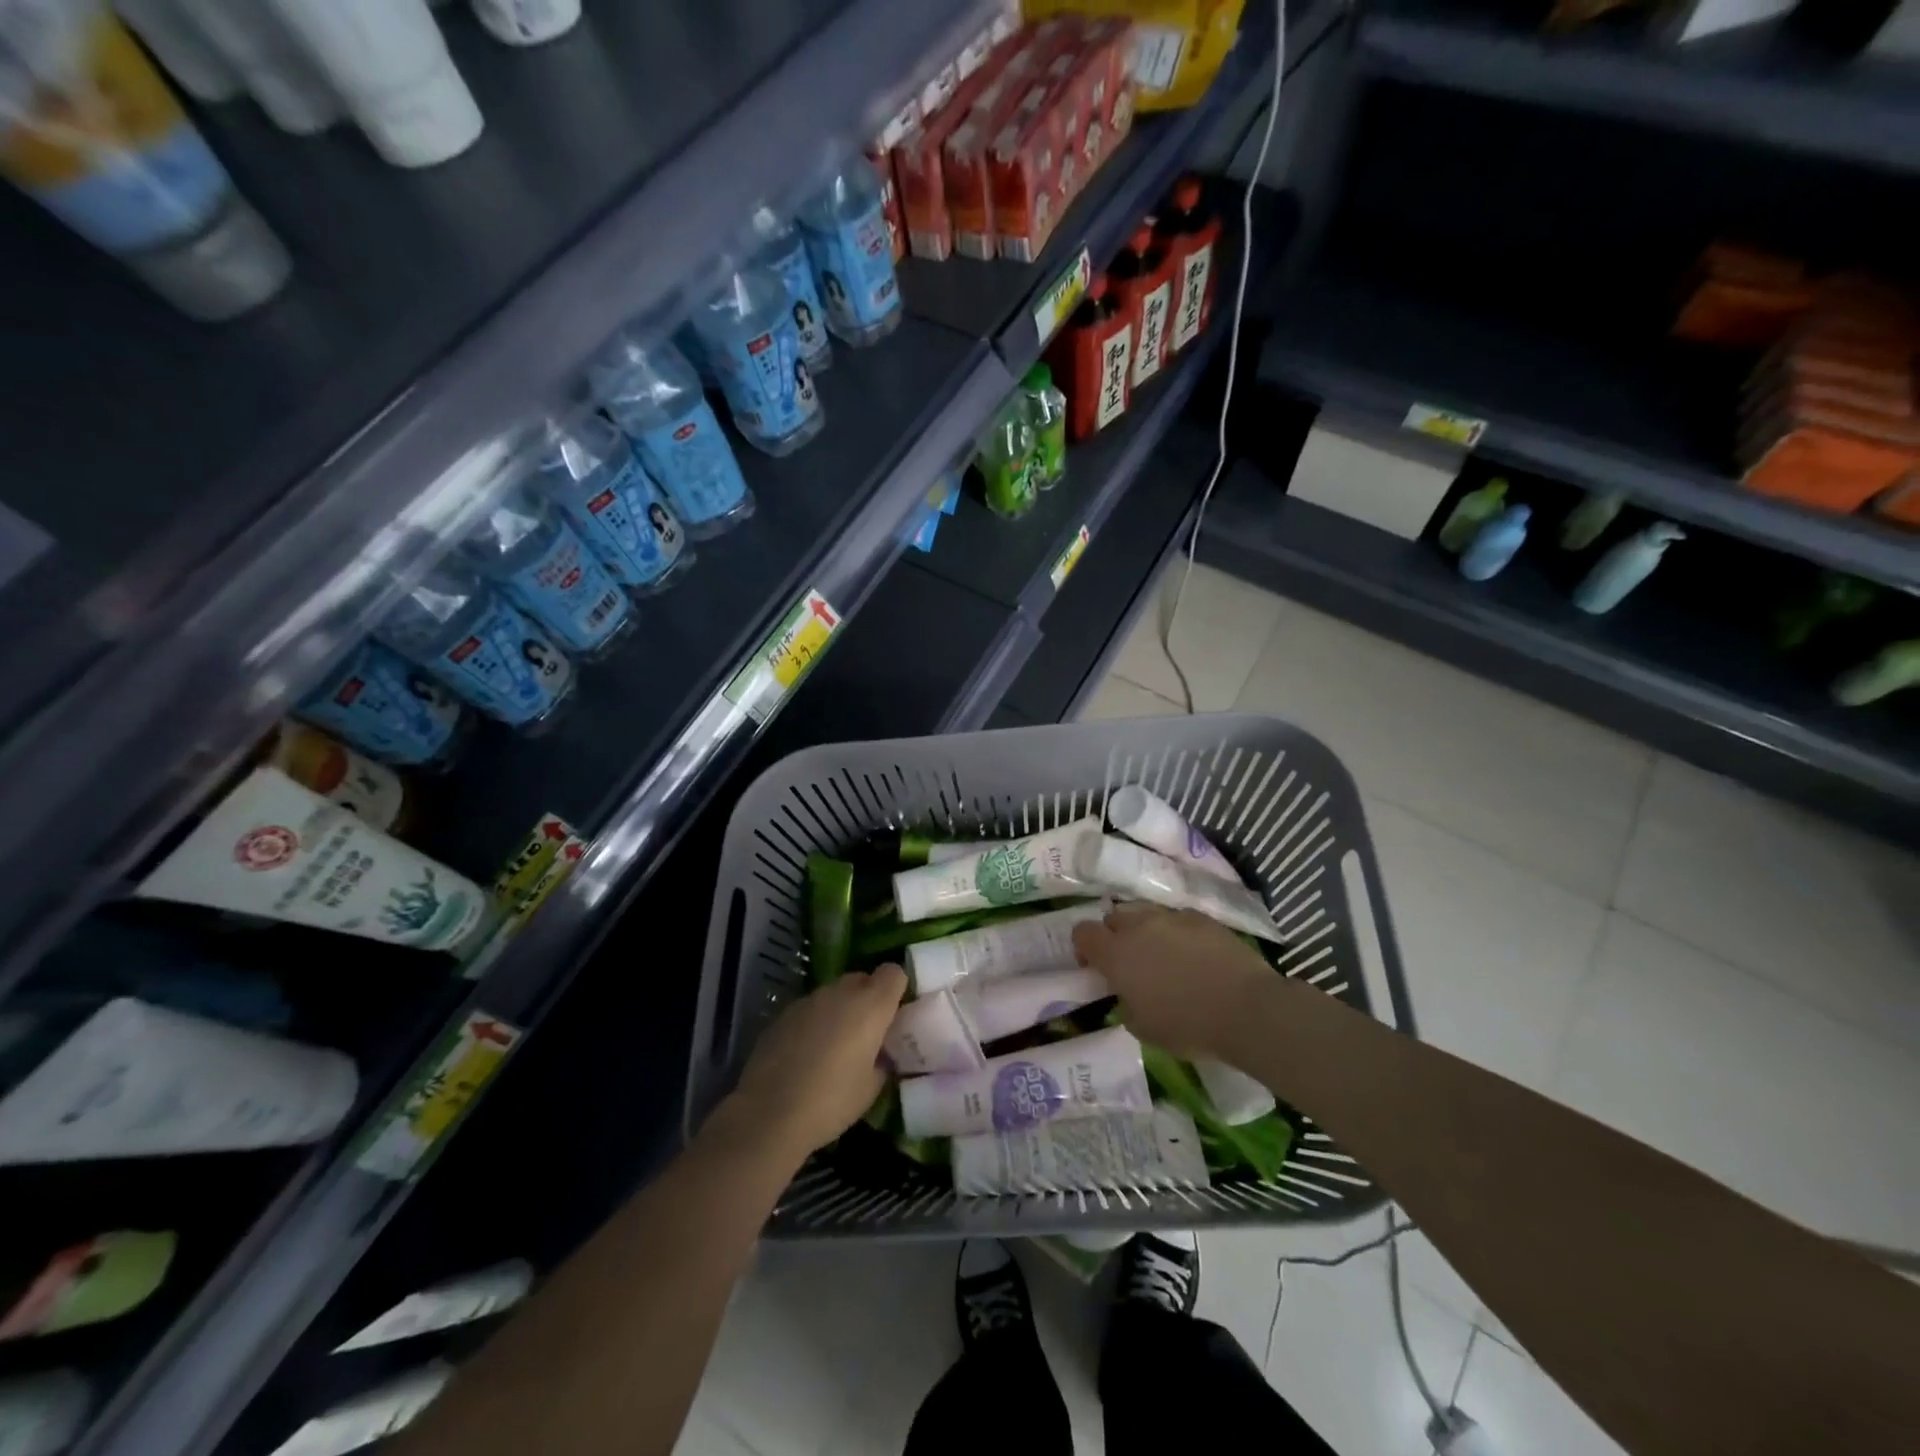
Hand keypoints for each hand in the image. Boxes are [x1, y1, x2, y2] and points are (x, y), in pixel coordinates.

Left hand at [723, 965, 907, 1160]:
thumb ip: (882, 1060)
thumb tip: (880, 1054)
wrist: (769, 1113)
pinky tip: (806, 1054)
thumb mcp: (871, 1088)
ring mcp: (808, 1000)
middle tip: (867, 1033)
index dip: (896, 989)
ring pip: (834, 993)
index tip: (895, 1014)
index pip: (893, 973)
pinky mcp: (783, 1014)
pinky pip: (810, 1009)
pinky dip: (815, 1022)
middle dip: (868, 998)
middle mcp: (840, 993)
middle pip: (862, 979)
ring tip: (834, 1046)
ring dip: (840, 1010)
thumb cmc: (831, 1102)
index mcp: (870, 1006)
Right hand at [1073, 904, 1273, 1059]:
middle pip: (1114, 917)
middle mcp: (1139, 927)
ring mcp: (1172, 918)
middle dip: (1115, 935)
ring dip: (1146, 931)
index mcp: (1116, 954)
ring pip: (1146, 914)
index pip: (1083, 933)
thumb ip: (1126, 1002)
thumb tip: (1129, 993)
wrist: (1246, 1009)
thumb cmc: (1187, 1025)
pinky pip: (1178, 920)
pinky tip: (1195, 956)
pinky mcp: (1203, 918)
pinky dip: (1178, 933)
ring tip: (1164, 957)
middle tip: (1130, 963)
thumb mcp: (1143, 1028)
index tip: (1095, 967)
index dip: (1085, 948)